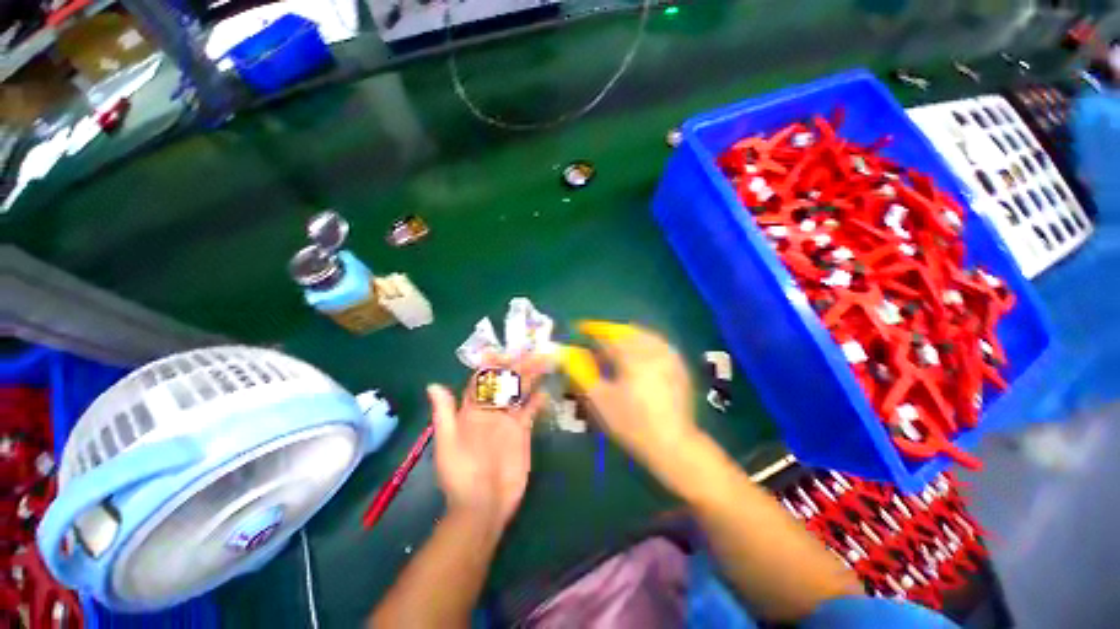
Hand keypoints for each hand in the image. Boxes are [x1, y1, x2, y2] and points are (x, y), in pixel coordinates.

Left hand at [427, 358, 547, 526]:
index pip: (481, 381)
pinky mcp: (522, 432)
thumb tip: (433, 385)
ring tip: (542, 363)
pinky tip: (545, 392)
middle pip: (504, 384)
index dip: (490, 366)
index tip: (502, 352)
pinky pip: (530, 412)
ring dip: (529, 378)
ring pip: (519, 394)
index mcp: (471, 411)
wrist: (483, 506)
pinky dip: (537, 402)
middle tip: (530, 352)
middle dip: (516, 367)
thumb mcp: (448, 444)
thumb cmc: (461, 475)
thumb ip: (445, 414)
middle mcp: (491, 411)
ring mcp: (507, 421)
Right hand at [559, 321, 700, 466]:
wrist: (673, 444)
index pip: (607, 335)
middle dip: (609, 332)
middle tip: (596, 338)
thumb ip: (581, 372)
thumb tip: (566, 353)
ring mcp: (669, 355)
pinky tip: (637, 353)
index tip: (579, 327)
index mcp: (632, 356)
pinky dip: (643, 342)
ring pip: (643, 334)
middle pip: (626, 331)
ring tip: (614, 344)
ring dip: (626, 335)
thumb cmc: (631, 423)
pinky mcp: (679, 365)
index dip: (591, 329)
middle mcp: (652, 349)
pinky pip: (657, 343)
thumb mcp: (600, 399)